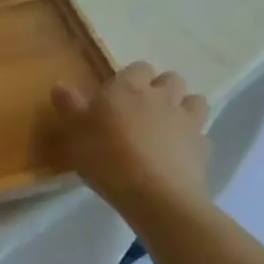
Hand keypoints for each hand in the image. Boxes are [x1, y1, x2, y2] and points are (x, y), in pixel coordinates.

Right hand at [51, 62, 212, 233]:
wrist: (155, 195)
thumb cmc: (107, 158)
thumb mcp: (75, 132)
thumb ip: (69, 106)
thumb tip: (60, 85)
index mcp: (129, 88)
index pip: (138, 67)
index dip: (129, 79)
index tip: (116, 96)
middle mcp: (162, 97)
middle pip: (171, 78)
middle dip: (160, 88)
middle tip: (142, 109)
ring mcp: (188, 121)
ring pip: (194, 101)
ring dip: (183, 107)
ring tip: (166, 126)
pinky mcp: (203, 147)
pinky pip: (201, 135)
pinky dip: (192, 140)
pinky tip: (178, 154)